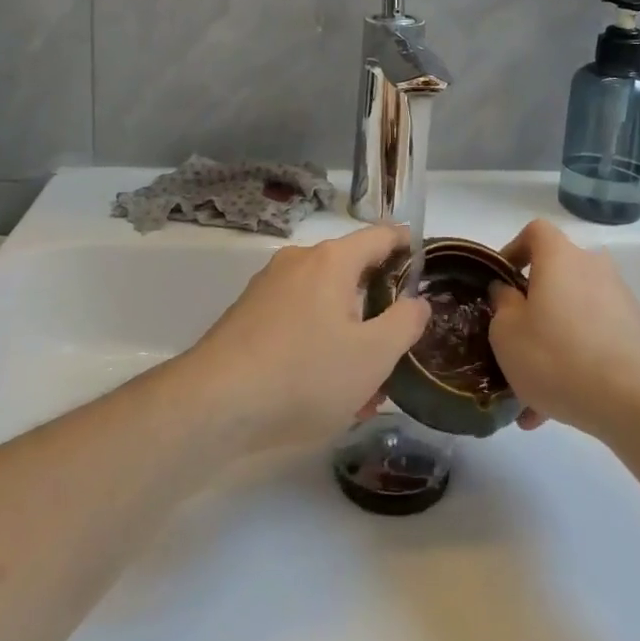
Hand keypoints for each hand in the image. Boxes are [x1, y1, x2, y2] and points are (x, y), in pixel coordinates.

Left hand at [184, 224, 429, 451]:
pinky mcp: (248, 315)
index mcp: (333, 260)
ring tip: (361, 385)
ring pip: (324, 301)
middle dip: (377, 306)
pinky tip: (321, 389)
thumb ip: (405, 323)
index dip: (408, 247)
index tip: (426, 269)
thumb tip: (416, 302)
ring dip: (348, 333)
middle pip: (352, 271)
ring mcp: (269, 287)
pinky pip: (297, 319)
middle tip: (395, 346)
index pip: (382, 235)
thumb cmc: (304, 374)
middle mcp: (299, 261)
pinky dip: (317, 343)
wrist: (213, 405)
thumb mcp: (373, 356)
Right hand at [488, 219, 639, 440]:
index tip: (500, 283)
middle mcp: (593, 268)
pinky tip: (556, 409)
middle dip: (531, 312)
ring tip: (529, 398)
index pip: (535, 232)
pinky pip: (593, 343)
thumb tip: (508, 292)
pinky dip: (574, 367)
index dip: (513, 251)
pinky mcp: (637, 335)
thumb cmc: (559, 356)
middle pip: (555, 279)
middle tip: (512, 347)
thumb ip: (502, 305)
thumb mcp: (508, 334)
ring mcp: (620, 302)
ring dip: (551, 348)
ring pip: (572, 318)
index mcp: (560, 257)